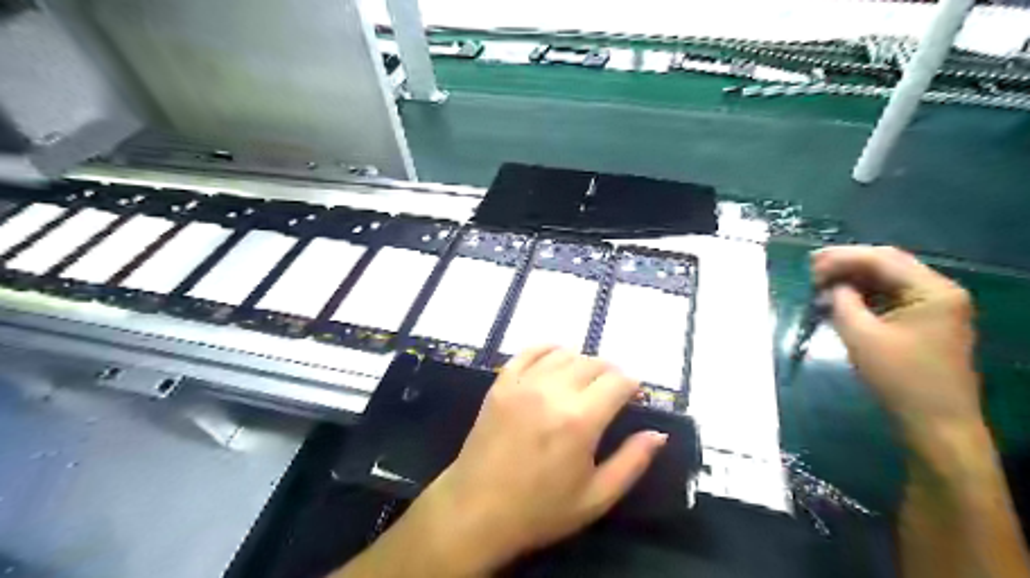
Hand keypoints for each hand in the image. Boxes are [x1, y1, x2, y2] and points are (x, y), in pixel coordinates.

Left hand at [410, 345, 668, 576]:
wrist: (476, 510)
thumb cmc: (539, 510)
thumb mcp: (595, 498)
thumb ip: (632, 462)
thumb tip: (658, 433)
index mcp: (580, 420)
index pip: (618, 382)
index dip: (632, 386)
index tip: (634, 397)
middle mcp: (552, 392)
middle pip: (593, 363)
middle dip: (610, 373)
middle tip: (612, 392)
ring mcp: (523, 383)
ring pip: (564, 354)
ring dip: (582, 362)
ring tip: (585, 381)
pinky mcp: (501, 383)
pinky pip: (529, 351)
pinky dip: (548, 349)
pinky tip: (556, 359)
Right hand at [812, 246, 980, 449]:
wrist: (936, 422)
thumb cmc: (899, 378)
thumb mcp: (861, 336)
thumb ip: (842, 302)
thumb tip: (830, 286)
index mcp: (932, 290)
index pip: (882, 259)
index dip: (842, 257)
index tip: (810, 264)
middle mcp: (939, 291)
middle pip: (888, 264)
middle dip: (848, 264)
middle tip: (812, 269)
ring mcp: (936, 306)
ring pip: (889, 279)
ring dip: (855, 278)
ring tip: (821, 283)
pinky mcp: (926, 321)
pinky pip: (892, 296)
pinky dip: (865, 294)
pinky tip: (842, 299)